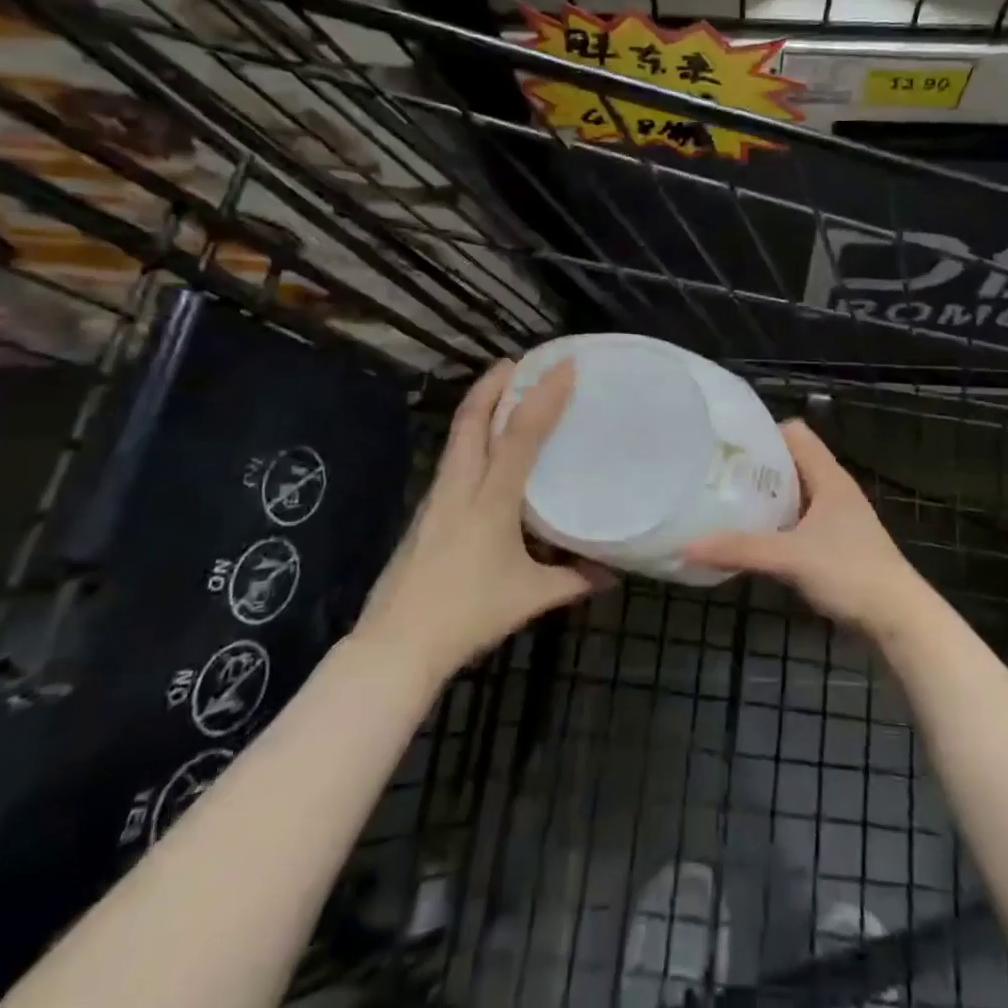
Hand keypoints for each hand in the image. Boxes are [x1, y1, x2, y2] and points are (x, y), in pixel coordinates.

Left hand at [356, 360, 612, 679]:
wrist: (395, 645)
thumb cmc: (467, 615)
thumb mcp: (530, 598)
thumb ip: (574, 580)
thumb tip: (612, 573)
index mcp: (491, 500)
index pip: (519, 434)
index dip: (542, 396)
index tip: (564, 367)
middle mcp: (460, 487)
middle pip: (471, 419)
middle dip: (494, 383)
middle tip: (520, 362)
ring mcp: (436, 497)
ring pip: (457, 435)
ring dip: (480, 406)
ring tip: (505, 393)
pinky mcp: (425, 512)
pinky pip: (453, 458)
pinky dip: (472, 437)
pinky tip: (486, 453)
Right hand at [680, 420, 933, 641]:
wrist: (899, 620)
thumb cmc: (850, 572)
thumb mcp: (790, 557)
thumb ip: (739, 549)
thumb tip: (684, 546)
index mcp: (828, 476)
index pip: (794, 432)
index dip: (762, 433)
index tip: (725, 446)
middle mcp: (833, 489)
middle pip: (790, 462)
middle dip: (755, 468)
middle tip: (714, 476)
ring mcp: (836, 518)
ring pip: (794, 494)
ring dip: (765, 499)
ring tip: (724, 505)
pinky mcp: (835, 545)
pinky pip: (798, 522)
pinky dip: (776, 525)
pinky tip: (752, 540)